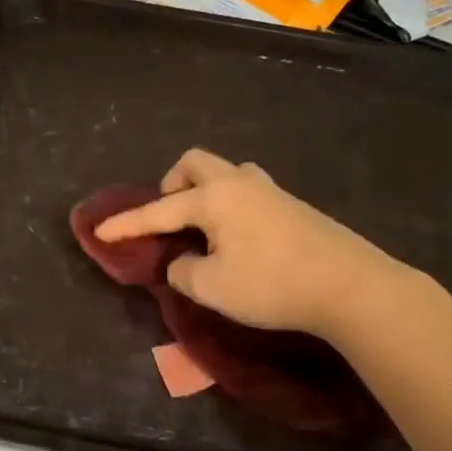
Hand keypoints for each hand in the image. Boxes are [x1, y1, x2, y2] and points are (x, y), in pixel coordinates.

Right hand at [94, 149, 413, 343]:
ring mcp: (271, 191)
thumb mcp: (212, 287)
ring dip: (205, 191)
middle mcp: (238, 183)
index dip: (126, 224)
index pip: (158, 210)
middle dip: (172, 184)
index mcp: (213, 198)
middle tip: (169, 215)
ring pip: (226, 173)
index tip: (99, 231)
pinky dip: (230, 205)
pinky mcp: (294, 206)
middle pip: (195, 163)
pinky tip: (238, 236)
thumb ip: (183, 272)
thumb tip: (183, 261)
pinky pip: (247, 191)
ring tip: (204, 226)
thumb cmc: (272, 284)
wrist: (352, 287)